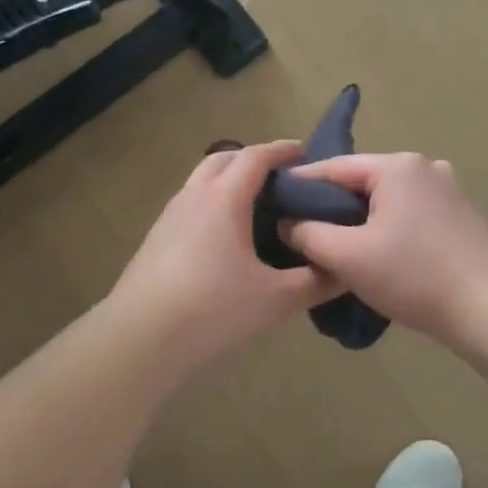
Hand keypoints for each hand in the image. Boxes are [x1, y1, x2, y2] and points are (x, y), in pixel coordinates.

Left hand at [107, 141, 338, 371]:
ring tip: (254, 206)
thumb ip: (316, 282)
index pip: (255, 157)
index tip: (303, 151)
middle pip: (224, 158)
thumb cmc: (213, 308)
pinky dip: (211, 203)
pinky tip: (223, 237)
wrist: (141, 337)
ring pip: (201, 180)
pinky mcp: (155, 238)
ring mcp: (169, 216)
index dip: (281, 150)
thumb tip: (346, 271)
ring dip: (228, 180)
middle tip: (280, 178)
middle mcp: (194, 196)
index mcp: (224, 198)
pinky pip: (190, 204)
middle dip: (252, 158)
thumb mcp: (275, 299)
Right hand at [281, 153, 487, 344]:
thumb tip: (287, 222)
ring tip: (334, 245)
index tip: (274, 203)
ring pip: (386, 199)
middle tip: (301, 231)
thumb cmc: (413, 276)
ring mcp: (446, 189)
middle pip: (362, 181)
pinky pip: (409, 213)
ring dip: (360, 218)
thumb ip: (308, 234)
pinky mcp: (458, 214)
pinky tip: (376, 252)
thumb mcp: (348, 257)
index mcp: (397, 166)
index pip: (334, 167)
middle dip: (331, 205)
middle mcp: (423, 167)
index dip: (301, 185)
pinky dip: (387, 226)